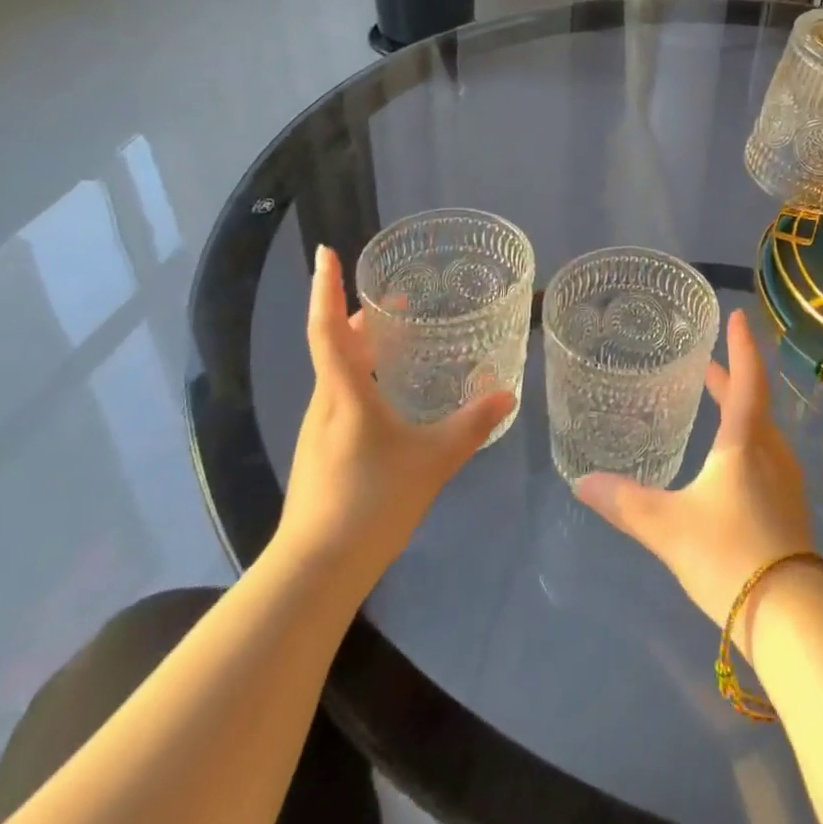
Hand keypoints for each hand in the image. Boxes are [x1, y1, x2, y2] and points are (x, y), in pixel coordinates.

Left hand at [274, 246, 514, 576]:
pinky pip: (341, 398)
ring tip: (400, 340)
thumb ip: (472, 425)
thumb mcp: (433, 460)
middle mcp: (325, 403)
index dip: (326, 288)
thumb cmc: (372, 502)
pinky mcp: (322, 453)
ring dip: (362, 348)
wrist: (316, 571)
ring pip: (338, 373)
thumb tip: (506, 394)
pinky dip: (363, 378)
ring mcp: (319, 430)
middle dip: (361, 316)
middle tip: (398, 299)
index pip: (329, 327)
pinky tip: (391, 397)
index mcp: (345, 393)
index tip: (326, 252)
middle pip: (336, 346)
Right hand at [575, 311, 813, 645]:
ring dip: (740, 408)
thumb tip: (582, 482)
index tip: (736, 315)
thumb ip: (624, 502)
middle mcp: (771, 451)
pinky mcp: (789, 508)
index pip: (746, 377)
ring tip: (716, 402)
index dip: (741, 345)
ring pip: (761, 429)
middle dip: (731, 377)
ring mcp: (785, 481)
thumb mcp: (668, 527)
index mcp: (745, 441)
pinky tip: (729, 461)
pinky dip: (746, 438)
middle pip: (753, 401)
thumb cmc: (729, 554)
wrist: (791, 618)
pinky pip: (765, 454)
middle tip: (708, 361)